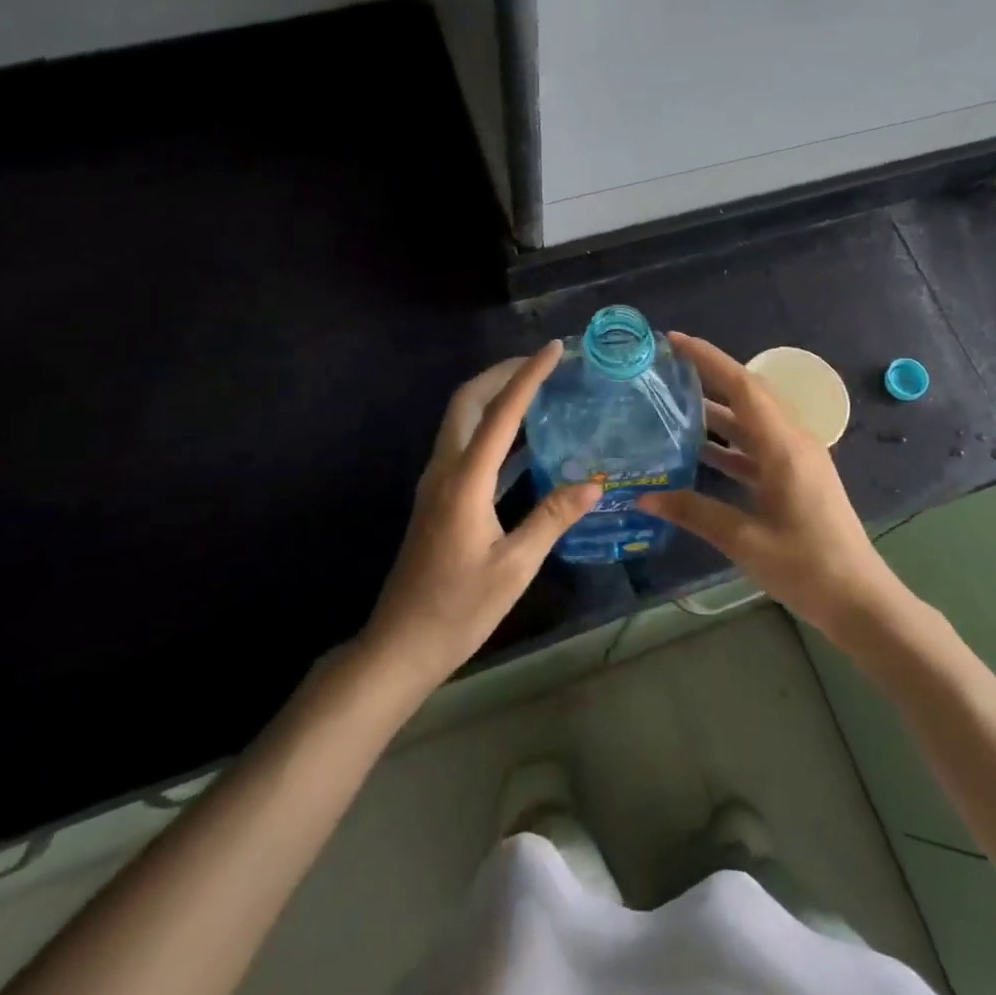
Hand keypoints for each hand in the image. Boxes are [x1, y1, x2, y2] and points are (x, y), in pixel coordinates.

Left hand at [361, 343, 600, 694]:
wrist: (401, 645)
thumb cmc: (459, 608)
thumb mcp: (514, 566)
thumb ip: (552, 518)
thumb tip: (594, 482)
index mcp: (464, 480)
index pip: (501, 412)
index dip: (528, 376)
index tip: (555, 349)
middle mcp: (445, 470)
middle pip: (467, 401)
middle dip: (502, 373)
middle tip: (542, 363)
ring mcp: (436, 483)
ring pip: (462, 420)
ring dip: (494, 396)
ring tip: (537, 391)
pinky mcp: (438, 498)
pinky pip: (465, 446)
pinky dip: (491, 429)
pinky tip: (523, 442)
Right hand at [638, 333, 897, 638]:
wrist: (859, 600)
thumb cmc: (805, 566)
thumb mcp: (744, 540)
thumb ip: (694, 512)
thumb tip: (645, 497)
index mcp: (784, 446)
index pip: (743, 386)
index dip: (708, 359)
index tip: (674, 342)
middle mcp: (792, 442)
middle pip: (748, 396)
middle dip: (710, 376)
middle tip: (668, 368)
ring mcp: (797, 460)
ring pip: (752, 422)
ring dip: (717, 411)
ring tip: (674, 403)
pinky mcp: (796, 478)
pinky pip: (757, 448)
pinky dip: (729, 444)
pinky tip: (699, 451)